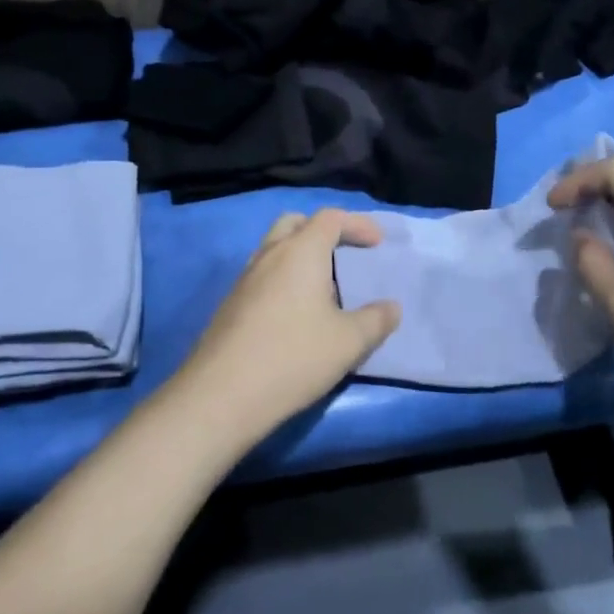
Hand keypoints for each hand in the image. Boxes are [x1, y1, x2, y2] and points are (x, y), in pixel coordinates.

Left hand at [170, 209, 400, 448]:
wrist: (221, 395)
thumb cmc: (293, 357)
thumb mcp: (349, 342)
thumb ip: (376, 320)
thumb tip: (392, 307)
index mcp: (300, 252)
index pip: (330, 218)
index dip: (357, 224)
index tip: (376, 242)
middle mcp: (269, 255)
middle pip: (295, 223)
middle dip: (322, 230)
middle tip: (344, 252)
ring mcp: (244, 279)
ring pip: (274, 249)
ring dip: (300, 255)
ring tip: (323, 287)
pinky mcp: (230, 304)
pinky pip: (262, 275)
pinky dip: (283, 279)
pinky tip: (295, 314)